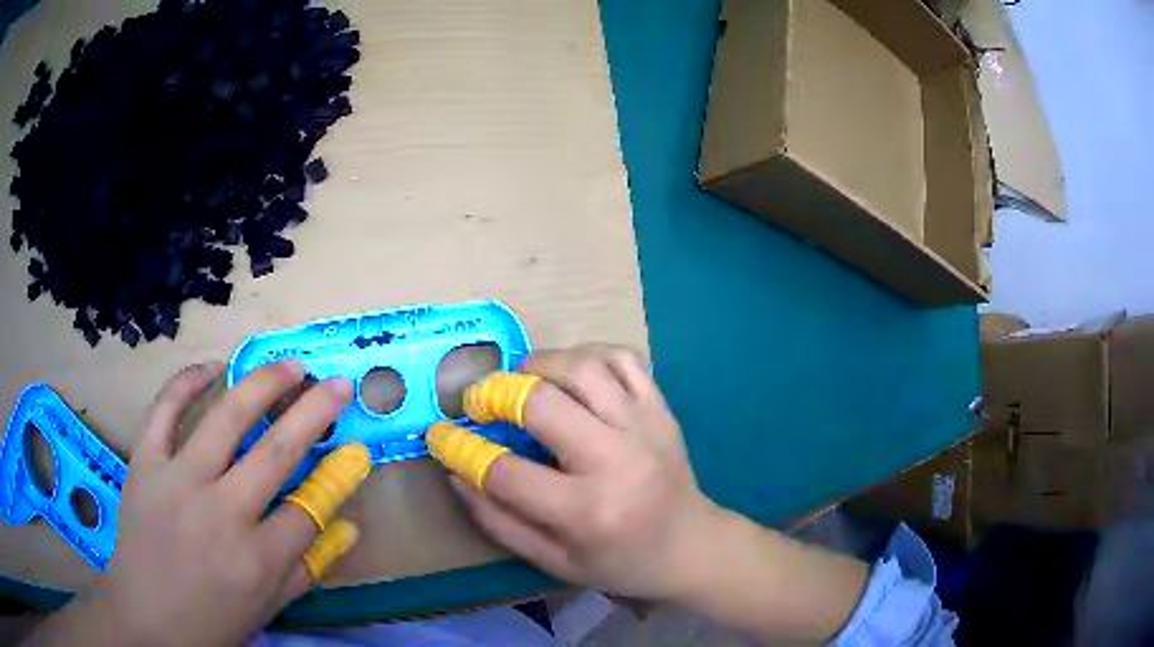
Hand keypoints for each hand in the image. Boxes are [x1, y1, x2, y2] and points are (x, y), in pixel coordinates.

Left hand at [26, 361, 360, 646]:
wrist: (147, 617)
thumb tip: (348, 527)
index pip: (308, 508)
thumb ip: (308, 567)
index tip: (353, 452)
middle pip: (277, 450)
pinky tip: (213, 366)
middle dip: (314, 411)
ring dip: (264, 383)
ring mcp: (179, 481)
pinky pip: (165, 409)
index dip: (335, 479)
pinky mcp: (145, 463)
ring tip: (290, 365)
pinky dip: (188, 381)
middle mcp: (222, 513)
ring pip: (227, 417)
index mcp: (258, 559)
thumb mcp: (268, 608)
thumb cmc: (212, 620)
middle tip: (336, 384)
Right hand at [448, 345, 721, 599]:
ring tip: (522, 383)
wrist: (691, 545)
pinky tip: (571, 374)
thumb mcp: (553, 561)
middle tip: (478, 402)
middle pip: (542, 403)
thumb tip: (457, 472)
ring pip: (582, 366)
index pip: (506, 471)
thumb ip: (498, 520)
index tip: (439, 434)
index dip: (462, 449)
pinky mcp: (661, 408)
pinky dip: (588, 355)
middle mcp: (617, 460)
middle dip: (495, 393)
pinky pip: (622, 358)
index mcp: (587, 511)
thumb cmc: (619, 562)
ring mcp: (644, 426)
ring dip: (539, 365)